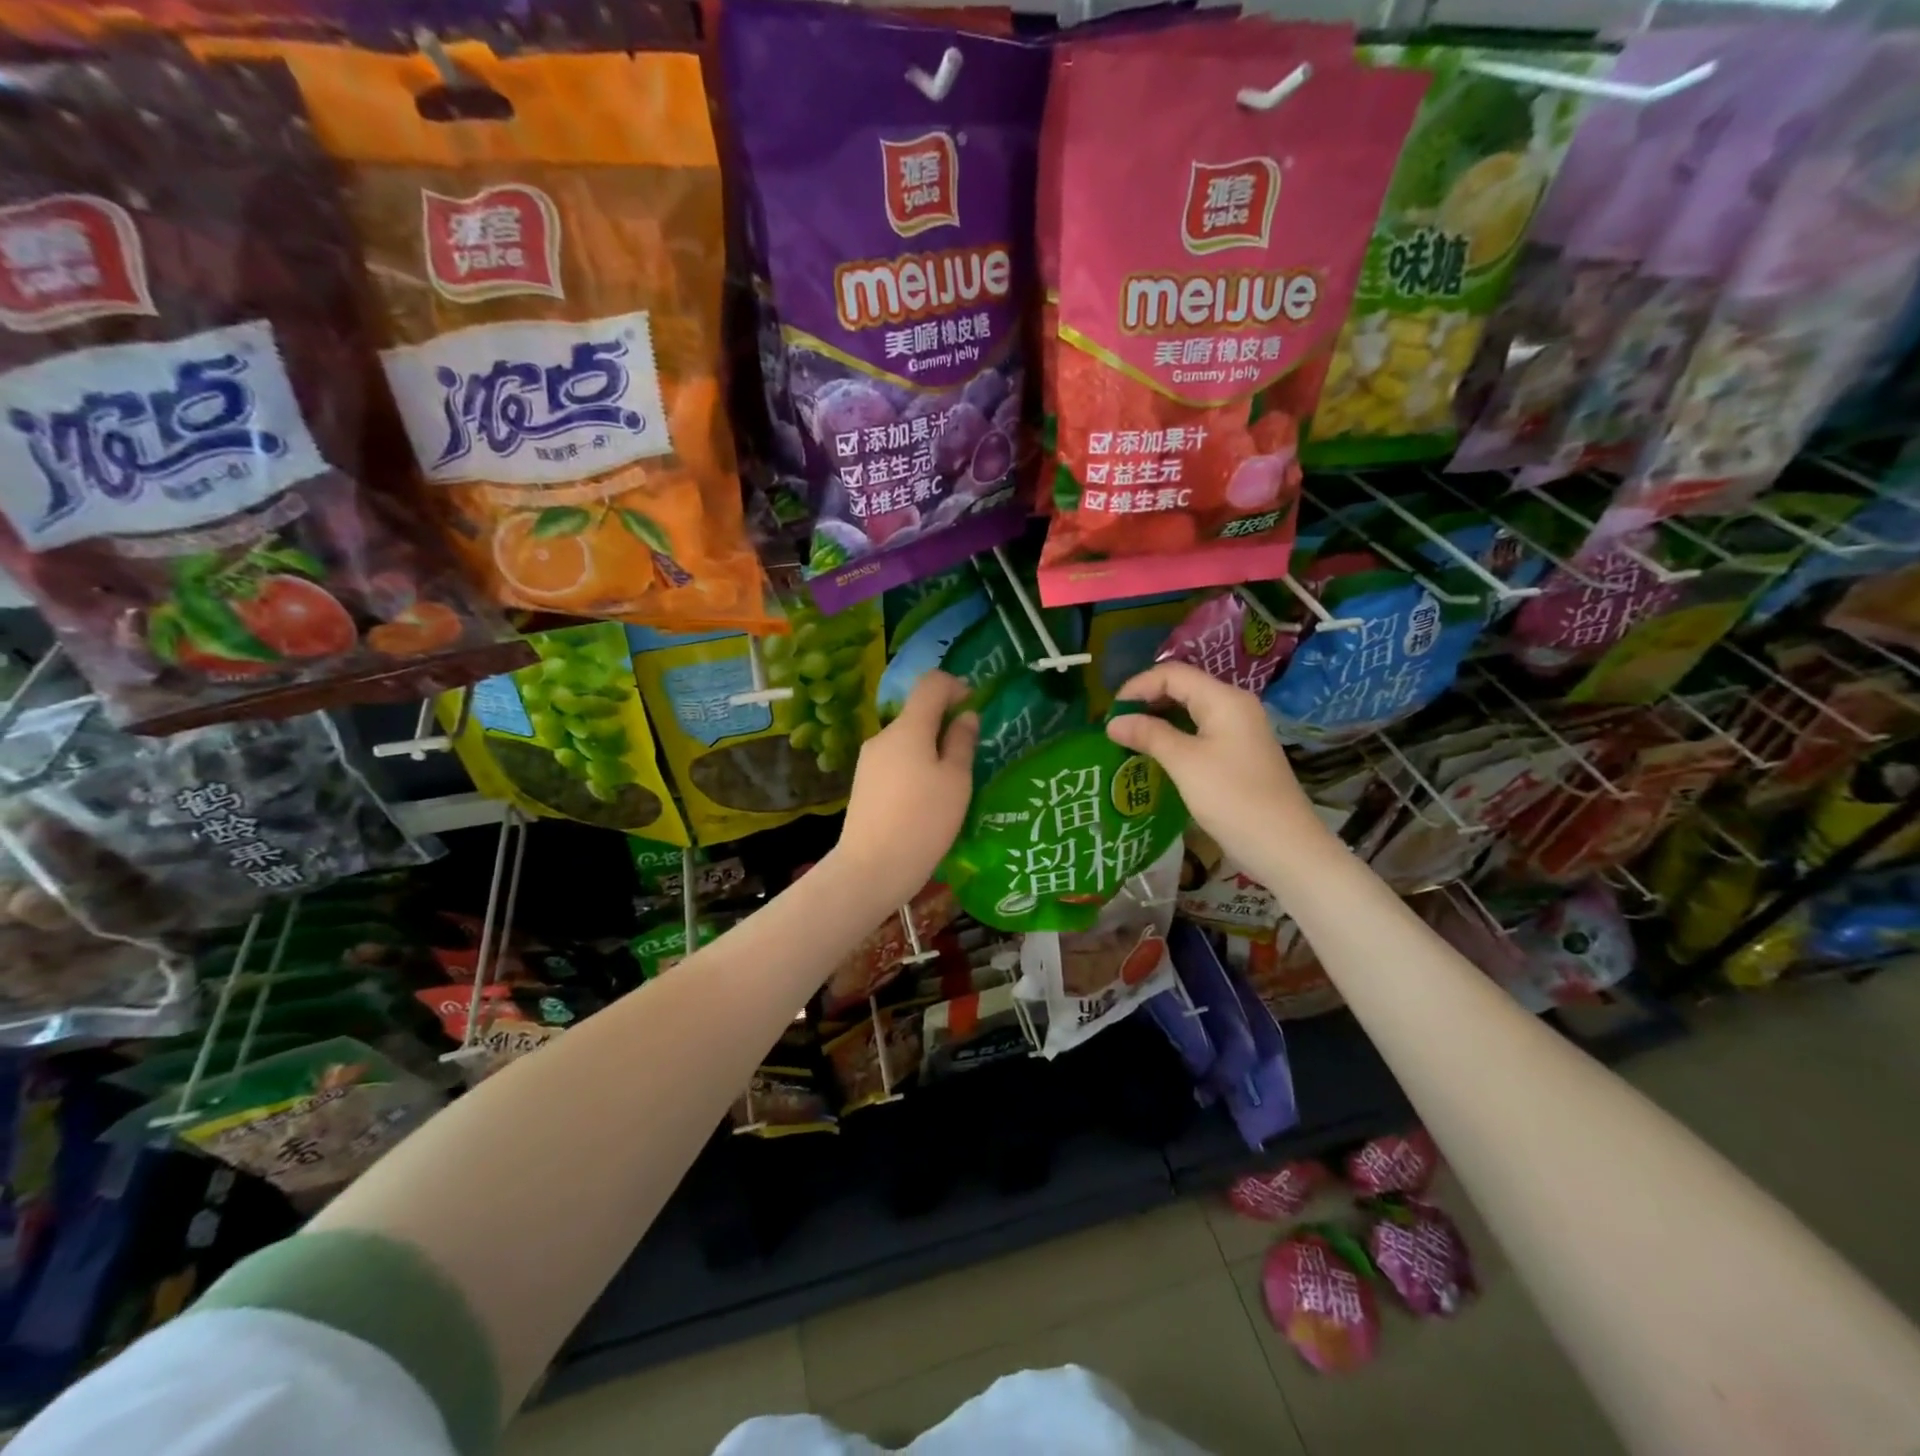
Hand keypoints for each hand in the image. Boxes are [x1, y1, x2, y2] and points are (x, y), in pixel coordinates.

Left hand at [831, 670, 978, 906]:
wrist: (871, 868)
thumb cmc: (923, 821)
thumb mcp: (956, 781)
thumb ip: (962, 742)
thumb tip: (965, 715)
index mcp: (908, 728)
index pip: (931, 684)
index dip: (955, 686)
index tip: (974, 707)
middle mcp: (884, 736)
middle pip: (917, 714)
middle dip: (945, 724)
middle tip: (970, 755)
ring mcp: (869, 761)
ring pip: (907, 741)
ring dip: (931, 750)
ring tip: (951, 785)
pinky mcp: (864, 784)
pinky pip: (896, 763)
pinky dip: (915, 768)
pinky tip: (926, 801)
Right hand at [1106, 661, 1321, 870]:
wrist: (1283, 845)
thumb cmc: (1232, 798)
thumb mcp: (1185, 763)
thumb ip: (1149, 735)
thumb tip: (1113, 722)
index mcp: (1224, 699)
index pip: (1173, 674)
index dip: (1138, 686)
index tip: (1111, 713)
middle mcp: (1234, 706)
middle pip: (1182, 688)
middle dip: (1146, 701)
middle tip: (1116, 726)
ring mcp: (1238, 730)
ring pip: (1190, 711)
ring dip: (1158, 720)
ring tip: (1129, 739)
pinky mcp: (1238, 753)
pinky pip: (1199, 732)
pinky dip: (1174, 736)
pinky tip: (1155, 754)